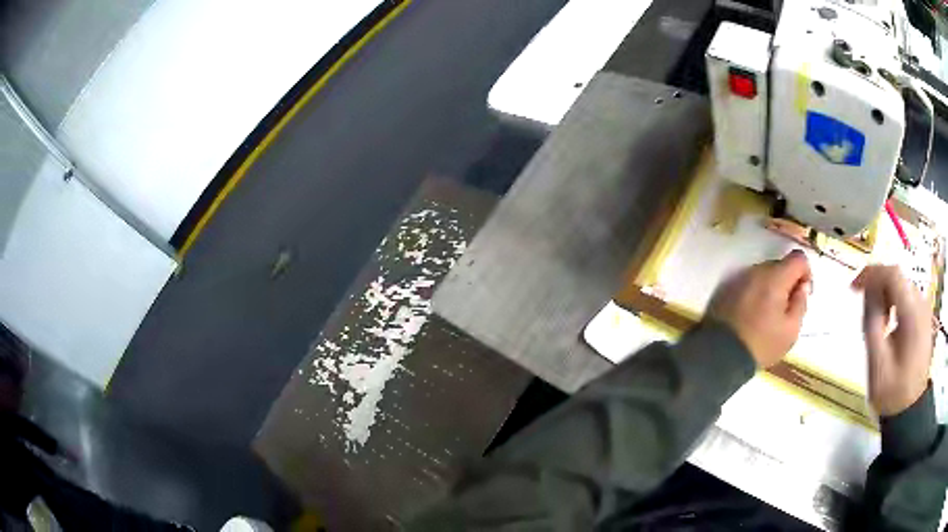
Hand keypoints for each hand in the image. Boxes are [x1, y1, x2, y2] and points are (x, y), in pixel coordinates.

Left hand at [708, 250, 811, 367]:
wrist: (720, 355)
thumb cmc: (761, 345)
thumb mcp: (791, 330)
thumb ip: (801, 303)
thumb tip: (803, 286)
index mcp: (775, 278)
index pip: (798, 258)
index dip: (806, 273)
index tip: (803, 292)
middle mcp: (756, 271)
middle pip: (780, 265)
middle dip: (788, 281)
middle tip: (786, 307)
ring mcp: (739, 278)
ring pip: (764, 274)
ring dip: (771, 287)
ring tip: (768, 314)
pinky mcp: (727, 288)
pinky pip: (749, 283)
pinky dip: (756, 292)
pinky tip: (753, 314)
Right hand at [852, 266, 932, 416]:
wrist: (909, 413)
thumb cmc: (892, 393)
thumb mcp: (877, 363)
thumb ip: (872, 322)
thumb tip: (867, 291)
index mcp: (912, 315)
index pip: (892, 275)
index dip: (871, 274)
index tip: (853, 287)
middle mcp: (921, 306)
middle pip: (898, 279)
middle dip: (878, 286)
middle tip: (862, 307)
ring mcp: (924, 312)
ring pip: (903, 287)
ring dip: (886, 295)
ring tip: (875, 320)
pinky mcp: (924, 319)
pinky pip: (908, 299)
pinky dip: (894, 303)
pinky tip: (888, 322)